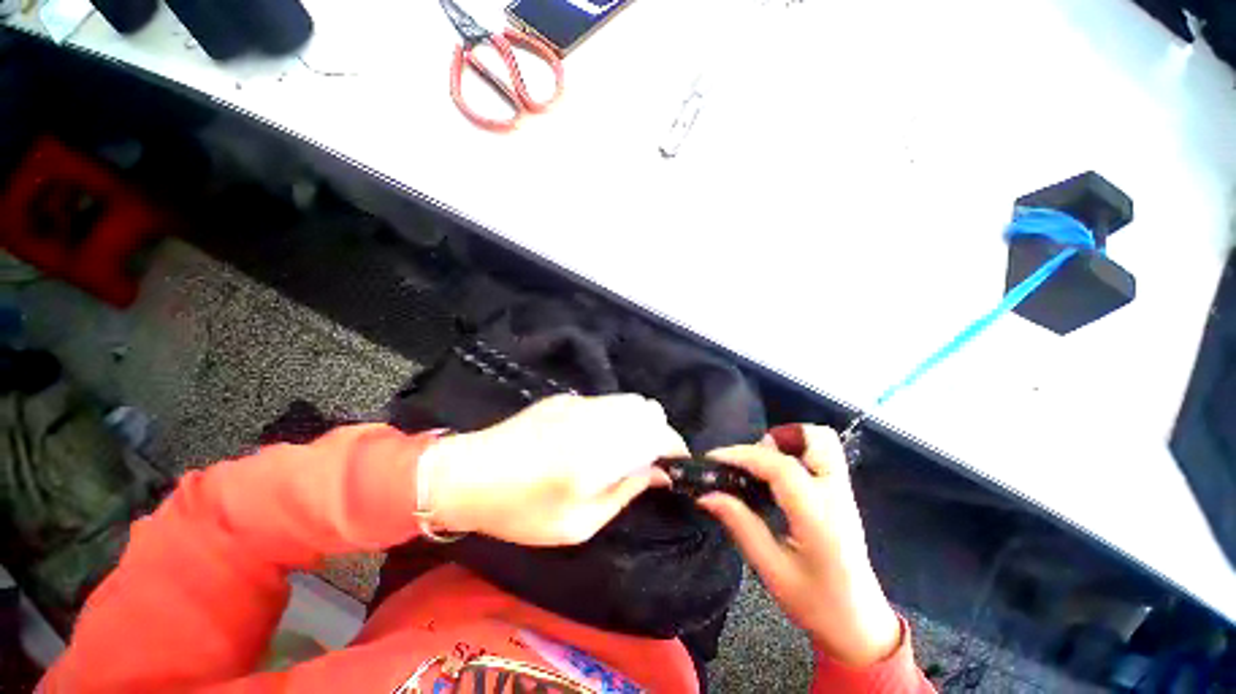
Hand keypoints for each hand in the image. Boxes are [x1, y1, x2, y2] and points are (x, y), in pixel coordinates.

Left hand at [420, 394, 685, 546]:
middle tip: (646, 462)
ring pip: (628, 401)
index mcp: (601, 451)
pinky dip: (615, 417)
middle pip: (649, 409)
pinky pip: (606, 402)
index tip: (674, 467)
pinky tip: (594, 440)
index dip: (675, 447)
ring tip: (623, 452)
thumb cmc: (521, 510)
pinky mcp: (565, 399)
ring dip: (637, 423)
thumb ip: (625, 492)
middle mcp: (596, 417)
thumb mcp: (578, 523)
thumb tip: (657, 473)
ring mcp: (579, 402)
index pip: (658, 433)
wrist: (467, 475)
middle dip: (657, 433)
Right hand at [699, 425, 901, 666]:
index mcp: (818, 517)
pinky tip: (774, 477)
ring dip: (788, 442)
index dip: (743, 455)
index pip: (781, 467)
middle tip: (749, 459)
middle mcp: (836, 495)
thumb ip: (740, 525)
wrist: (859, 624)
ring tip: (760, 464)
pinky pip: (821, 456)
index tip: (714, 458)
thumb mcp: (771, 570)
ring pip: (822, 442)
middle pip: (816, 439)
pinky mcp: (841, 495)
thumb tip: (707, 494)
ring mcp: (843, 493)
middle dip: (777, 438)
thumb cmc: (816, 603)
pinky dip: (796, 452)